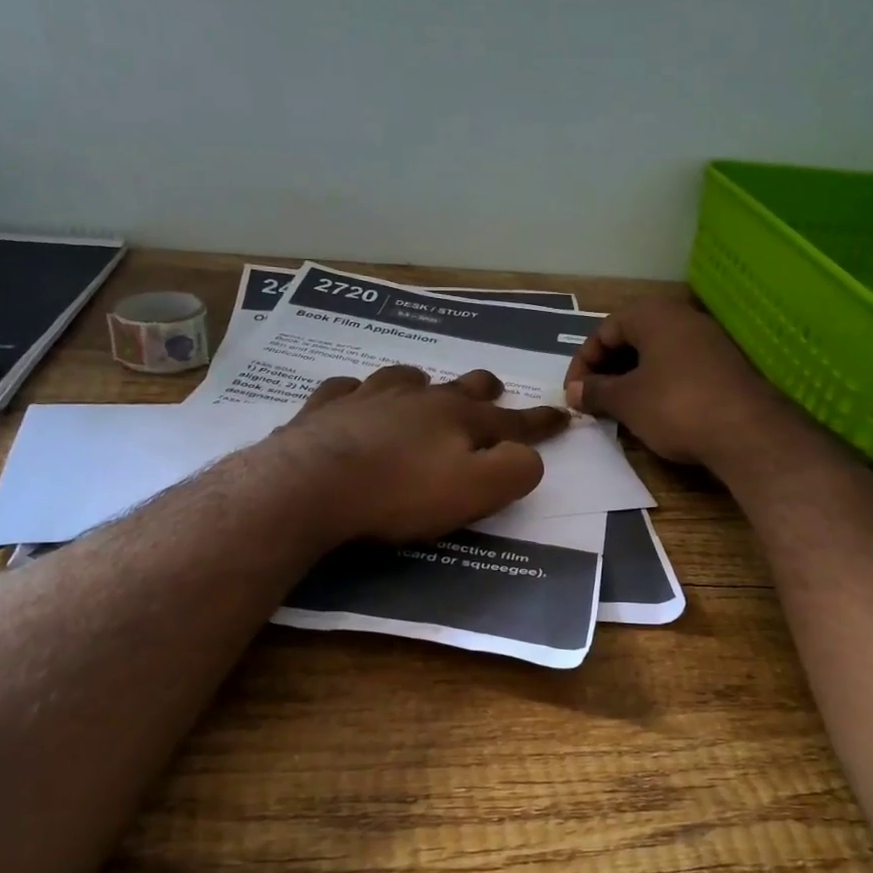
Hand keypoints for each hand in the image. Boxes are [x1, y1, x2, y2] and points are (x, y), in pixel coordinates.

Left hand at [274, 365, 568, 543]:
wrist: (311, 486)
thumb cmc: (400, 493)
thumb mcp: (475, 491)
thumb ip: (514, 471)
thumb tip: (527, 455)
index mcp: (457, 419)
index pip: (510, 421)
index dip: (539, 421)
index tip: (561, 415)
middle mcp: (416, 399)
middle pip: (458, 388)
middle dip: (482, 389)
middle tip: (491, 389)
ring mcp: (367, 398)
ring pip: (403, 379)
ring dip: (420, 383)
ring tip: (422, 387)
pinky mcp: (324, 411)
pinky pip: (345, 390)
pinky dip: (356, 393)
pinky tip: (352, 399)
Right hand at [562, 296, 789, 469]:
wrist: (747, 431)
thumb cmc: (675, 406)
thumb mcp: (626, 400)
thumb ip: (595, 391)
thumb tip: (573, 390)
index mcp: (653, 314)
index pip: (604, 330)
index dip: (582, 362)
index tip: (573, 393)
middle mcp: (682, 317)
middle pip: (631, 337)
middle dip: (607, 368)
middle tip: (593, 398)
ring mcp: (708, 340)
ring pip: (656, 352)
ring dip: (631, 377)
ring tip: (618, 407)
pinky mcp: (724, 365)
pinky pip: (679, 366)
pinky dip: (658, 383)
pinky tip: (652, 410)